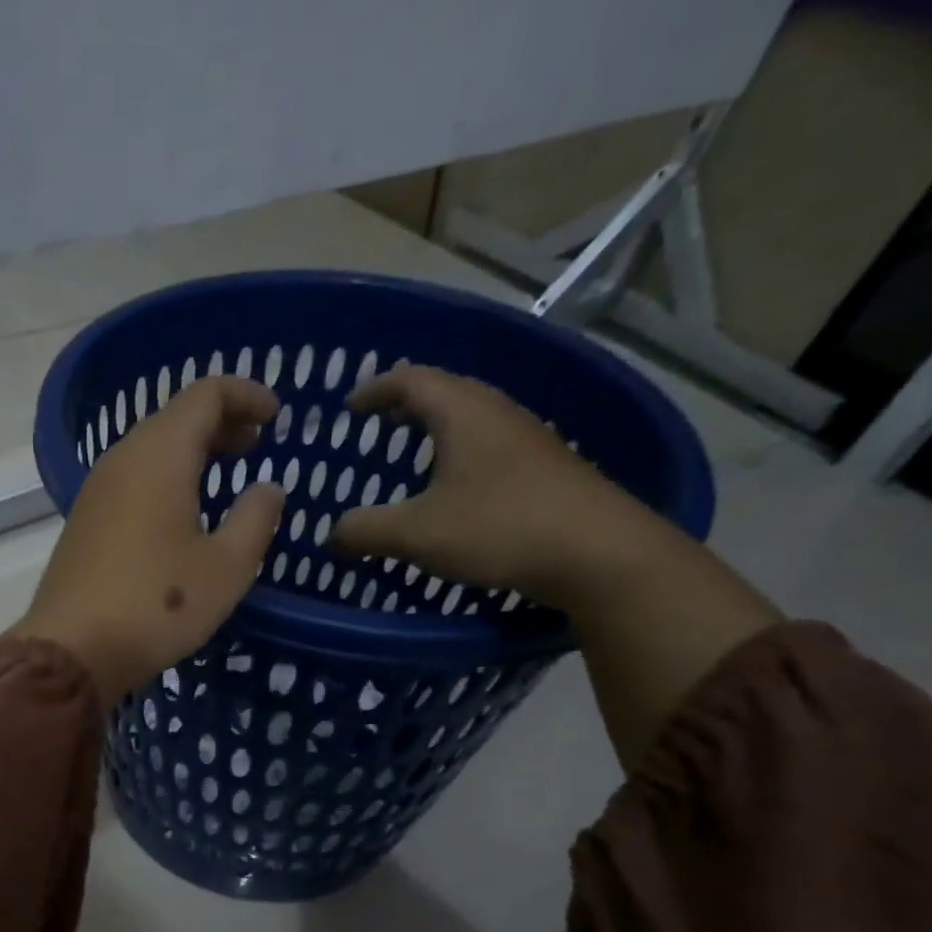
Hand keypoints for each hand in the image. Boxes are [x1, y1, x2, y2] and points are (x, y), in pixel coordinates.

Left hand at [13, 377, 285, 704]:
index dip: (246, 395)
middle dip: (221, 423)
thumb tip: (267, 488)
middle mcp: (122, 460)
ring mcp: (96, 490)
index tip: (276, 416)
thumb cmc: (158, 605)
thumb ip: (256, 519)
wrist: (73, 651)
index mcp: (160, 455)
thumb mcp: (226, 567)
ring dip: (192, 453)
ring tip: (225, 477)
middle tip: (256, 446)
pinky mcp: (84, 521)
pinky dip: (165, 479)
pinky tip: (182, 513)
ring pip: (151, 449)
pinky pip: (132, 480)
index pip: (206, 394)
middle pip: (175, 418)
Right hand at [328, 364, 676, 607]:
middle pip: (446, 391)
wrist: (598, 552)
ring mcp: (528, 438)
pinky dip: (461, 453)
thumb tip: (332, 533)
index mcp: (463, 413)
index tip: (350, 406)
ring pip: (472, 418)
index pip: (411, 379)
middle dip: (408, 404)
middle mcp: (497, 413)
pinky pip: (490, 445)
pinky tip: (455, 488)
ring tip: (413, 454)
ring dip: (438, 428)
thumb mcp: (416, 533)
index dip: (376, 388)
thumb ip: (365, 529)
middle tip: (379, 423)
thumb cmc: (499, 527)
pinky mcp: (545, 468)